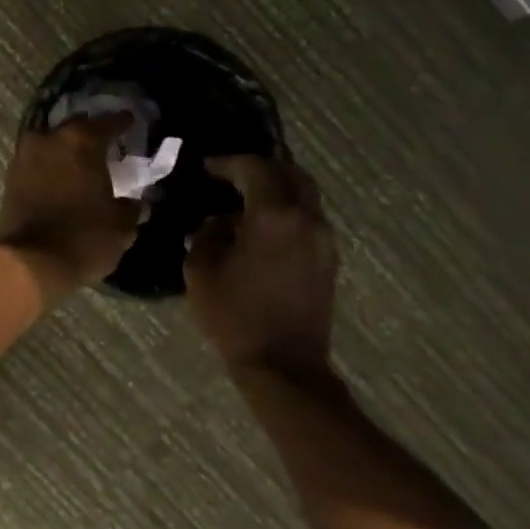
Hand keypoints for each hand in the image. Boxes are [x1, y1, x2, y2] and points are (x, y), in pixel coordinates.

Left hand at [0, 114, 140, 296]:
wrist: (30, 263)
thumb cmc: (84, 237)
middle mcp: (50, 138)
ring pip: (51, 142)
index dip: (123, 123)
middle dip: (91, 133)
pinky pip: (37, 162)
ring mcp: (25, 156)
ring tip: (82, 163)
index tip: (131, 123)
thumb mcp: (121, 225)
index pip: (108, 122)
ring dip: (66, 149)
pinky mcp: (10, 178)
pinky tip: (62, 178)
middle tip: (106, 145)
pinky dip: (50, 166)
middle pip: (76, 126)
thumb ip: (131, 207)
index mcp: (81, 140)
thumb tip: (137, 202)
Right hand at [185, 155, 336, 375]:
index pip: (253, 168)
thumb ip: (207, 233)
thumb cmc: (235, 315)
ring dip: (276, 188)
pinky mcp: (328, 259)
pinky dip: (286, 210)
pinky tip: (262, 227)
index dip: (227, 162)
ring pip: (304, 194)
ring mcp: (323, 239)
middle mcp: (306, 218)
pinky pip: (308, 218)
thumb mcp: (200, 269)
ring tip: (245, 199)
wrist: (283, 366)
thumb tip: (220, 221)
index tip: (205, 167)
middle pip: (290, 172)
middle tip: (230, 175)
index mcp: (274, 215)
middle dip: (259, 168)